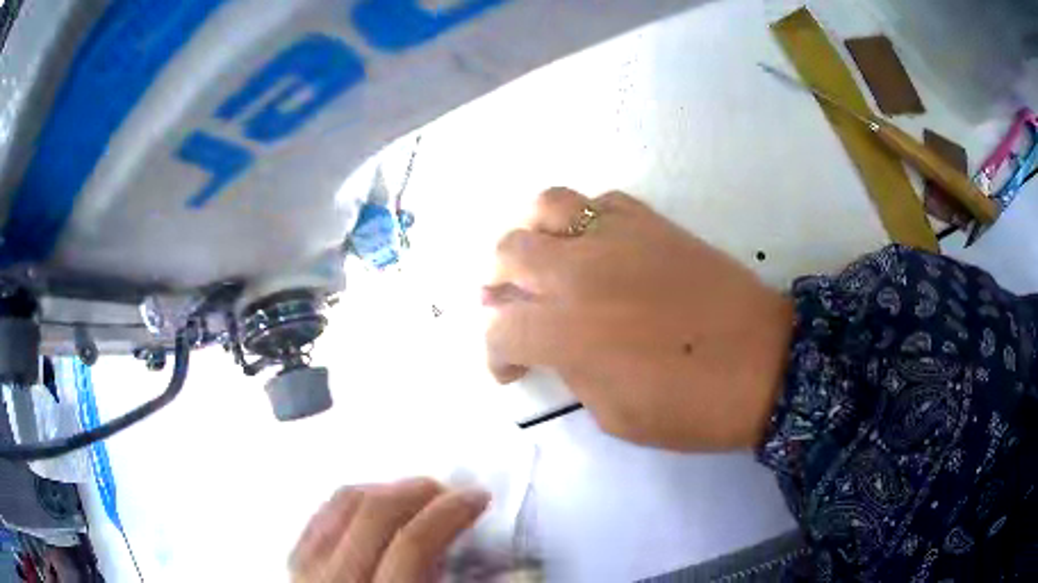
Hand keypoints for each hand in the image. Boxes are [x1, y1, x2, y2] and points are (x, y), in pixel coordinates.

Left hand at [290, 478, 489, 582]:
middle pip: (375, 513)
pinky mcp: (294, 563)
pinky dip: (351, 500)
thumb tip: (514, 572)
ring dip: (386, 490)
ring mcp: (307, 570)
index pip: (413, 543)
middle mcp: (337, 582)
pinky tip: (373, 504)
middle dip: (419, 492)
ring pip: (343, 504)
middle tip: (449, 493)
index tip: (475, 499)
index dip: (450, 513)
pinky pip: (321, 514)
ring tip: (416, 495)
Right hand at [485, 188, 792, 450]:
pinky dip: (585, 219)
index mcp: (565, 332)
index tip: (509, 369)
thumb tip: (555, 347)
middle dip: (496, 282)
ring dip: (531, 233)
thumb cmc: (690, 406)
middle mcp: (578, 273)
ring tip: (543, 258)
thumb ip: (571, 373)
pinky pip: (601, 202)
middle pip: (507, 253)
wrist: (764, 364)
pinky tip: (595, 245)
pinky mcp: (651, 222)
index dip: (493, 355)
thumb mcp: (613, 415)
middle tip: (510, 304)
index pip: (499, 330)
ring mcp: (616, 237)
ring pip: (547, 206)